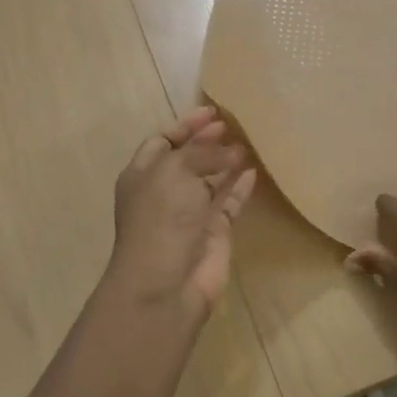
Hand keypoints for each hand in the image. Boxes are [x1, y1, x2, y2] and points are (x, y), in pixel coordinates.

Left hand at [106, 105, 256, 324]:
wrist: (166, 284)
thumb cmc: (161, 219)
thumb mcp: (175, 172)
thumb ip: (202, 153)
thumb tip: (232, 150)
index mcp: (143, 175)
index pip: (163, 141)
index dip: (185, 126)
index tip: (212, 111)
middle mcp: (165, 192)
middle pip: (188, 159)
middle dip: (208, 141)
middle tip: (233, 124)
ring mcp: (190, 213)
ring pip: (210, 180)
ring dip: (226, 161)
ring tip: (249, 141)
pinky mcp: (214, 232)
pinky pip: (229, 203)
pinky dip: (240, 187)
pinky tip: (254, 170)